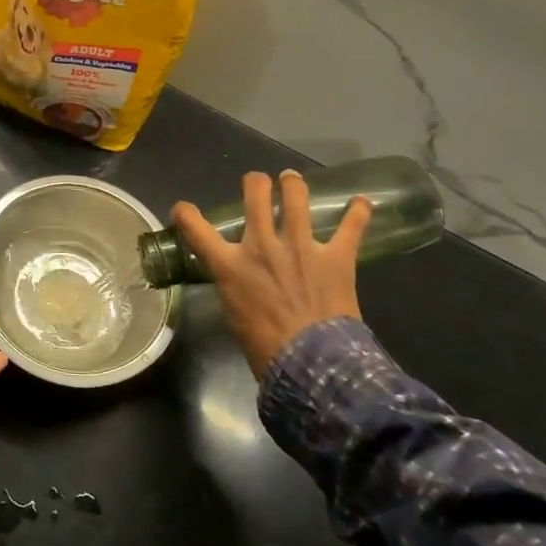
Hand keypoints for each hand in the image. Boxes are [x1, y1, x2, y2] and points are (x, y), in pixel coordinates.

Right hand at [172, 171, 372, 375]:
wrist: (311, 366)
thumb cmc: (265, 348)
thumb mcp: (233, 312)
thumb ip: (234, 286)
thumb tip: (240, 281)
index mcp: (230, 264)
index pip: (195, 227)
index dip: (185, 213)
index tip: (184, 210)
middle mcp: (262, 245)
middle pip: (255, 194)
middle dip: (255, 182)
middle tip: (259, 184)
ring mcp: (301, 247)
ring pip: (296, 197)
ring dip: (294, 184)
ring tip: (292, 179)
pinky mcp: (336, 257)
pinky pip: (350, 227)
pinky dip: (358, 212)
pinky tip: (362, 202)